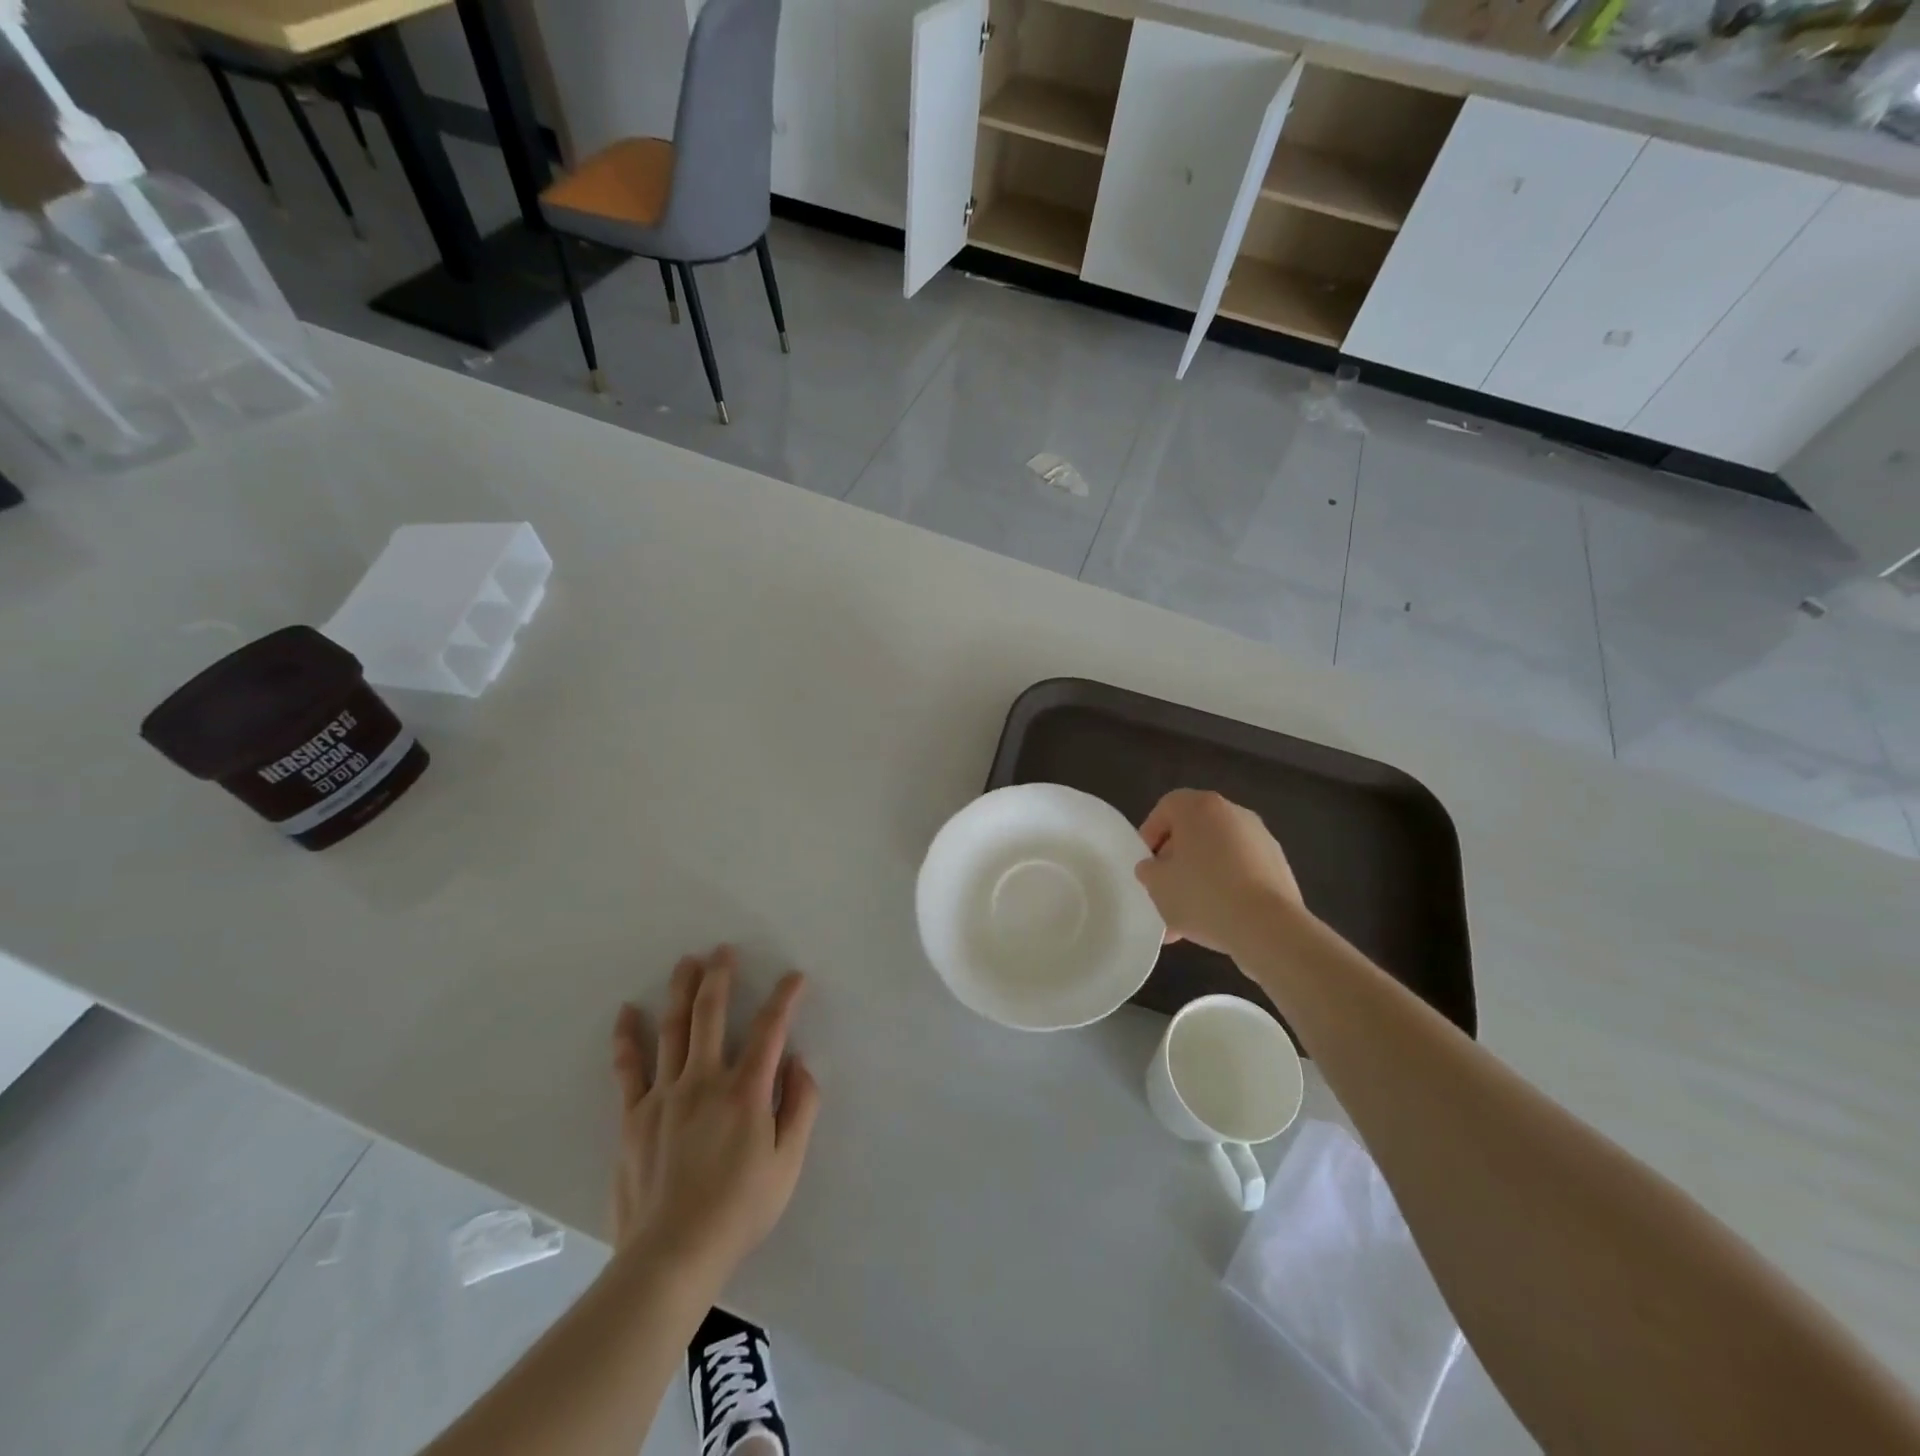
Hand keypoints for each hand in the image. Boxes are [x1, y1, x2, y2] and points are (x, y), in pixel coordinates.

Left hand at [609, 946, 820, 1285]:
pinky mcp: (633, 1116)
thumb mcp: (788, 1164)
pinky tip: (627, 1011)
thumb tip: (799, 1063)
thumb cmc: (739, 1211)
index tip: (794, 977)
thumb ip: (800, 1107)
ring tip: (686, 962)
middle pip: (712, 1014)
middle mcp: (704, 1081)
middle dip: (720, 977)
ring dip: (681, 991)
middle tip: (722, 950)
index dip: (784, 998)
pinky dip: (628, 1036)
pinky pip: (629, 1067)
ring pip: (673, 1029)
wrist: (670, 1257)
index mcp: (745, 1091)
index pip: (769, 1029)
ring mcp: (664, 1095)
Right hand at [1135, 789, 1306, 955]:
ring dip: (1200, 879)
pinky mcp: (1278, 866)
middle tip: (1164, 890)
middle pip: (1194, 832)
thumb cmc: (1202, 895)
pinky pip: (1241, 873)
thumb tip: (1155, 868)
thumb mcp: (1157, 885)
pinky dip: (1226, 889)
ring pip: (1218, 855)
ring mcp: (1261, 839)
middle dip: (1176, 861)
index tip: (1146, 865)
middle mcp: (1233, 813)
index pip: (1166, 808)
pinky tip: (1215, 921)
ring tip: (1187, 918)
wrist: (1267, 927)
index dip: (1150, 835)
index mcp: (1200, 807)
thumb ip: (1148, 870)